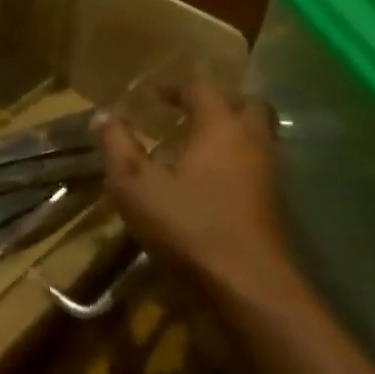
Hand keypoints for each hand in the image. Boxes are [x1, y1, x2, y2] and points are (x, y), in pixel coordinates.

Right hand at [97, 82, 294, 300]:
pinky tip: (205, 180)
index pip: (201, 88)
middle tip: (186, 112)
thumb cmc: (187, 224)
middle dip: (216, 102)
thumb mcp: (134, 184)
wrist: (246, 286)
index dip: (175, 87)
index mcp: (219, 127)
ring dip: (228, 132)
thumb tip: (103, 115)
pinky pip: (255, 164)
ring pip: (255, 136)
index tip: (152, 96)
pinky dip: (234, 160)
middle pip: (244, 105)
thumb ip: (117, 145)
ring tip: (192, 145)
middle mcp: (250, 142)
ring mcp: (267, 174)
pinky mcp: (271, 204)